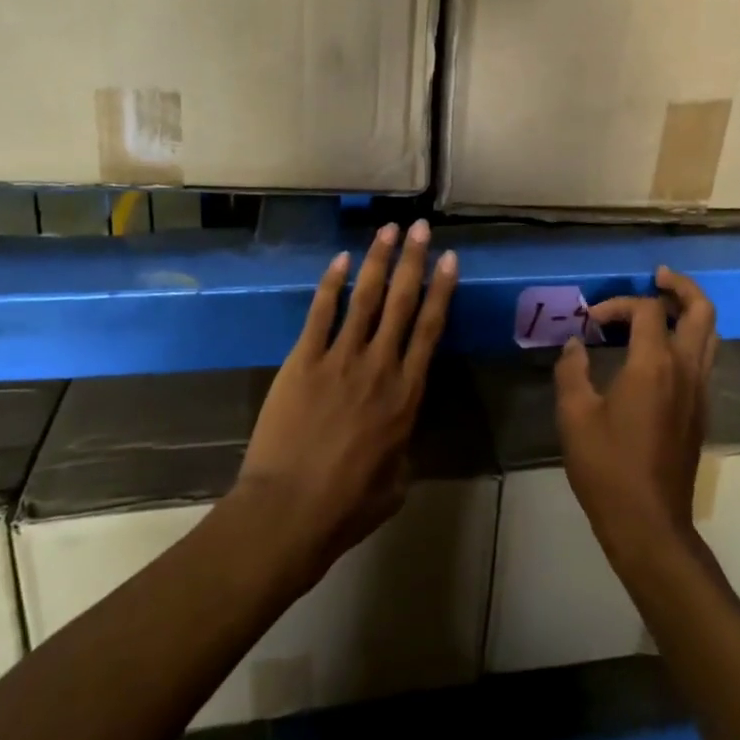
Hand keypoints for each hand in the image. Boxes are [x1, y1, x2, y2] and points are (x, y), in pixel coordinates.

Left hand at [233, 221, 458, 588]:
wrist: (289, 512)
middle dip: (413, 260)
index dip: (442, 290)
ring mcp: (340, 359)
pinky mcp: (303, 361)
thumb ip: (403, 447)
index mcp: (407, 395)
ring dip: (377, 260)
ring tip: (388, 229)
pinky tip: (339, 259)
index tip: (450, 259)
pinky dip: (330, 284)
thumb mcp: (396, 481)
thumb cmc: (347, 505)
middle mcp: (380, 366)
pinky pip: (320, 313)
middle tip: (422, 227)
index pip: (431, 329)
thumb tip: (398, 435)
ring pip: (365, 298)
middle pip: (402, 302)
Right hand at [554, 267, 718, 568]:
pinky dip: (689, 339)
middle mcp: (686, 370)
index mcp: (654, 365)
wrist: (649, 523)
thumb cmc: (608, 468)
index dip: (617, 305)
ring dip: (690, 311)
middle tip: (658, 277)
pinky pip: (705, 358)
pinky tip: (660, 351)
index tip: (590, 323)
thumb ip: (572, 371)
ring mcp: (699, 391)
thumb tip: (573, 345)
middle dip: (681, 287)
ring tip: (661, 306)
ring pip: (710, 335)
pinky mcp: (701, 410)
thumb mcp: (575, 416)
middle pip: (702, 311)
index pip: (647, 310)